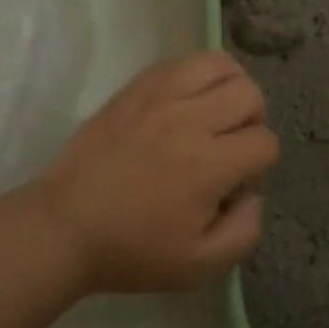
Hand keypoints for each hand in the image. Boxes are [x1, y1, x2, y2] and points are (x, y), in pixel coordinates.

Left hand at [33, 51, 280, 293]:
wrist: (64, 226)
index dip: (259, 165)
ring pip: (219, 64)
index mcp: (209, 164)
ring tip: (215, 112)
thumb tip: (254, 193)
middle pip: (249, 94)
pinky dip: (196, 76)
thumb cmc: (132, 250)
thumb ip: (244, 231)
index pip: (265, 142)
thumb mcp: (200, 266)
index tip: (233, 184)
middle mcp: (189, 119)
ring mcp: (159, 96)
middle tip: (229, 146)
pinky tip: (186, 102)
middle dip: (252, 121)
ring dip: (230, 87)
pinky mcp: (135, 87)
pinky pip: (181, 62)